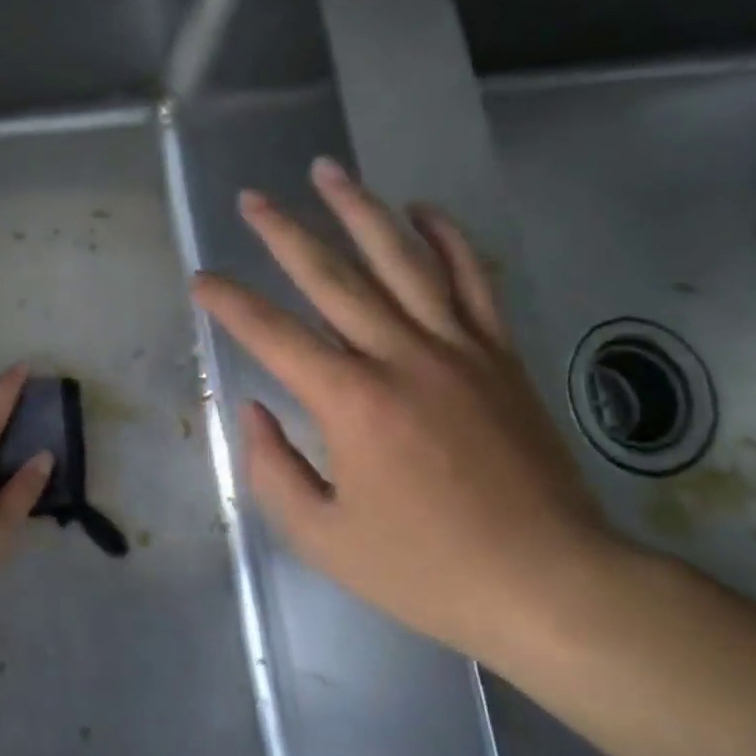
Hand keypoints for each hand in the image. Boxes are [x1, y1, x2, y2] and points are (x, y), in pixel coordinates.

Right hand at [191, 157, 624, 664]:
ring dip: (359, 209)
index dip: (229, 302)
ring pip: (401, 258)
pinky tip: (422, 210)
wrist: (553, 585)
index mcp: (350, 402)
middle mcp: (400, 356)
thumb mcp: (324, 539)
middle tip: (253, 197)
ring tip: (327, 170)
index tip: (202, 279)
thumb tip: (254, 412)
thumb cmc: (428, 569)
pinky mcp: (500, 354)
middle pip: (331, 276)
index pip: (272, 334)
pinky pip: (473, 280)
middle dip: (283, 232)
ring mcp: (457, 348)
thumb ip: (273, 471)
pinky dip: (447, 238)